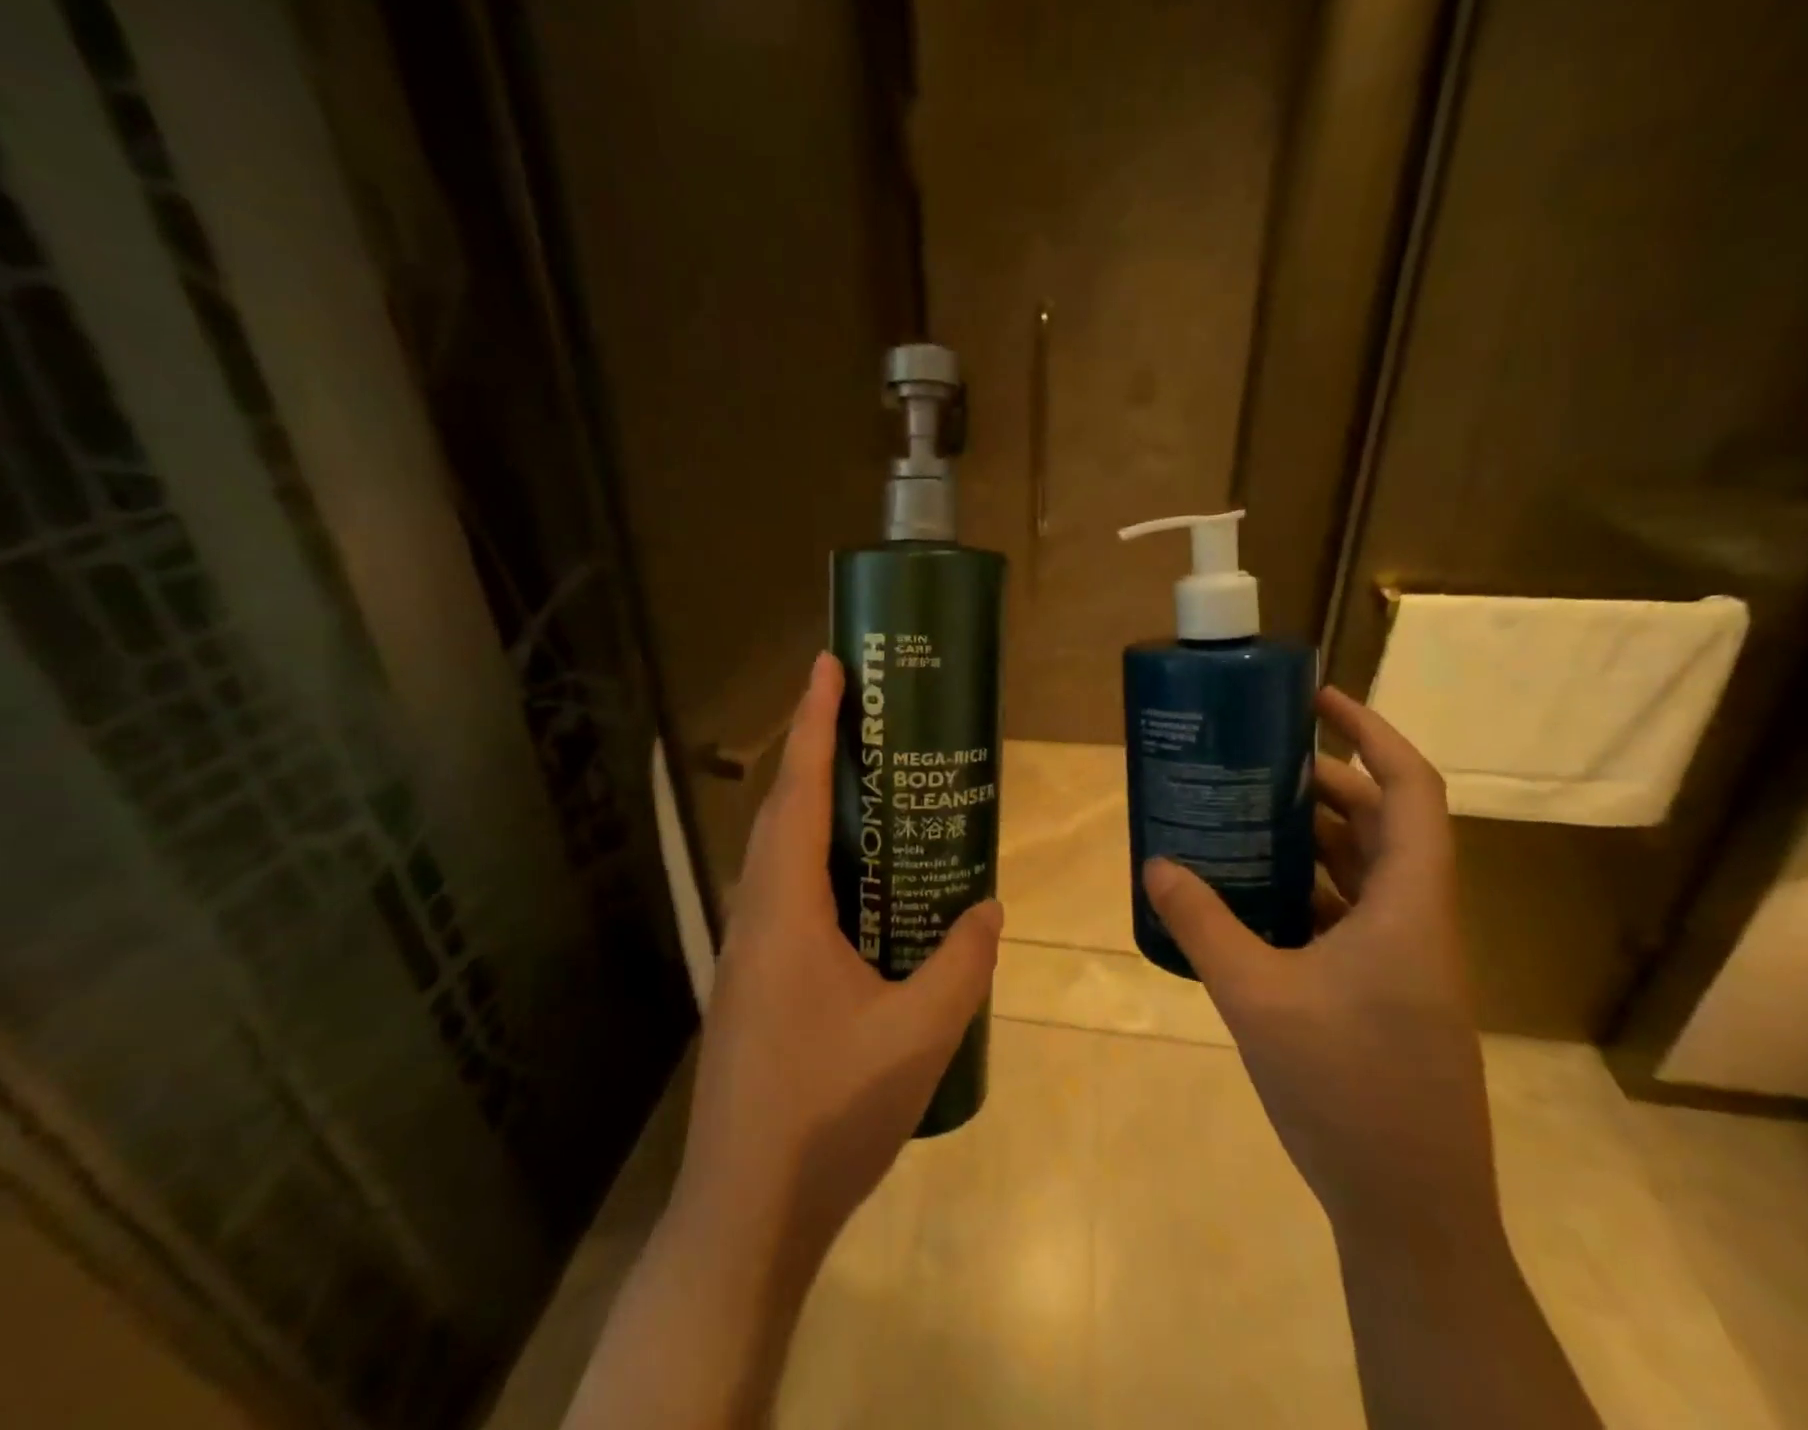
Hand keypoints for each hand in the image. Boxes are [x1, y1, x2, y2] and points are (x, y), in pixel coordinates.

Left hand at [676, 651, 1001, 1260]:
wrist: (747, 1212)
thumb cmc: (828, 1114)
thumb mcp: (919, 1035)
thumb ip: (962, 963)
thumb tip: (988, 908)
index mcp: (786, 911)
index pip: (797, 793)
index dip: (811, 723)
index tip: (827, 667)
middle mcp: (755, 916)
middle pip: (781, 812)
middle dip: (813, 751)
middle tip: (860, 714)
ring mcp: (747, 952)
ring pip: (779, 854)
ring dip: (812, 806)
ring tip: (865, 784)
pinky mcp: (752, 982)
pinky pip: (785, 893)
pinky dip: (816, 860)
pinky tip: (858, 885)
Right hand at [1143, 687, 1495, 1241]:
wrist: (1408, 1209)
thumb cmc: (1346, 1091)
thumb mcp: (1257, 997)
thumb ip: (1203, 923)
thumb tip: (1156, 864)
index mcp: (1409, 906)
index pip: (1411, 790)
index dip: (1371, 733)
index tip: (1316, 701)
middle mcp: (1417, 920)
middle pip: (1380, 824)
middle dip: (1321, 783)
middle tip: (1255, 762)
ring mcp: (1404, 959)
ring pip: (1362, 871)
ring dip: (1309, 839)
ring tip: (1242, 816)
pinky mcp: (1384, 991)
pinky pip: (1347, 915)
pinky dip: (1304, 891)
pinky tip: (1250, 897)